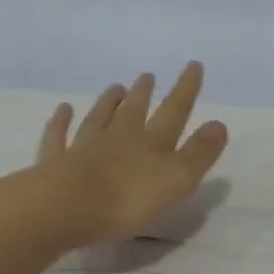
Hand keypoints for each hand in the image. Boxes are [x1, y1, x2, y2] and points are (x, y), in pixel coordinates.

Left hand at [35, 61, 228, 246]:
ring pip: (98, 118)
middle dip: (144, 93)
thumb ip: (199, 153)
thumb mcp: (177, 179)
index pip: (174, 111)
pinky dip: (61, 122)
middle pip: (133, 110)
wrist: (63, 209)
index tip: (194, 64)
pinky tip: (63, 110)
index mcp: (151, 143)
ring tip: (115, 87)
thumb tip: (219, 123)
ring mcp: (83, 148)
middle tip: (147, 75)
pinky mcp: (54, 164)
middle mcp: (118, 138)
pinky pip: (58, 137)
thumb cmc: (127, 199)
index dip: (186, 89)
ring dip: (108, 102)